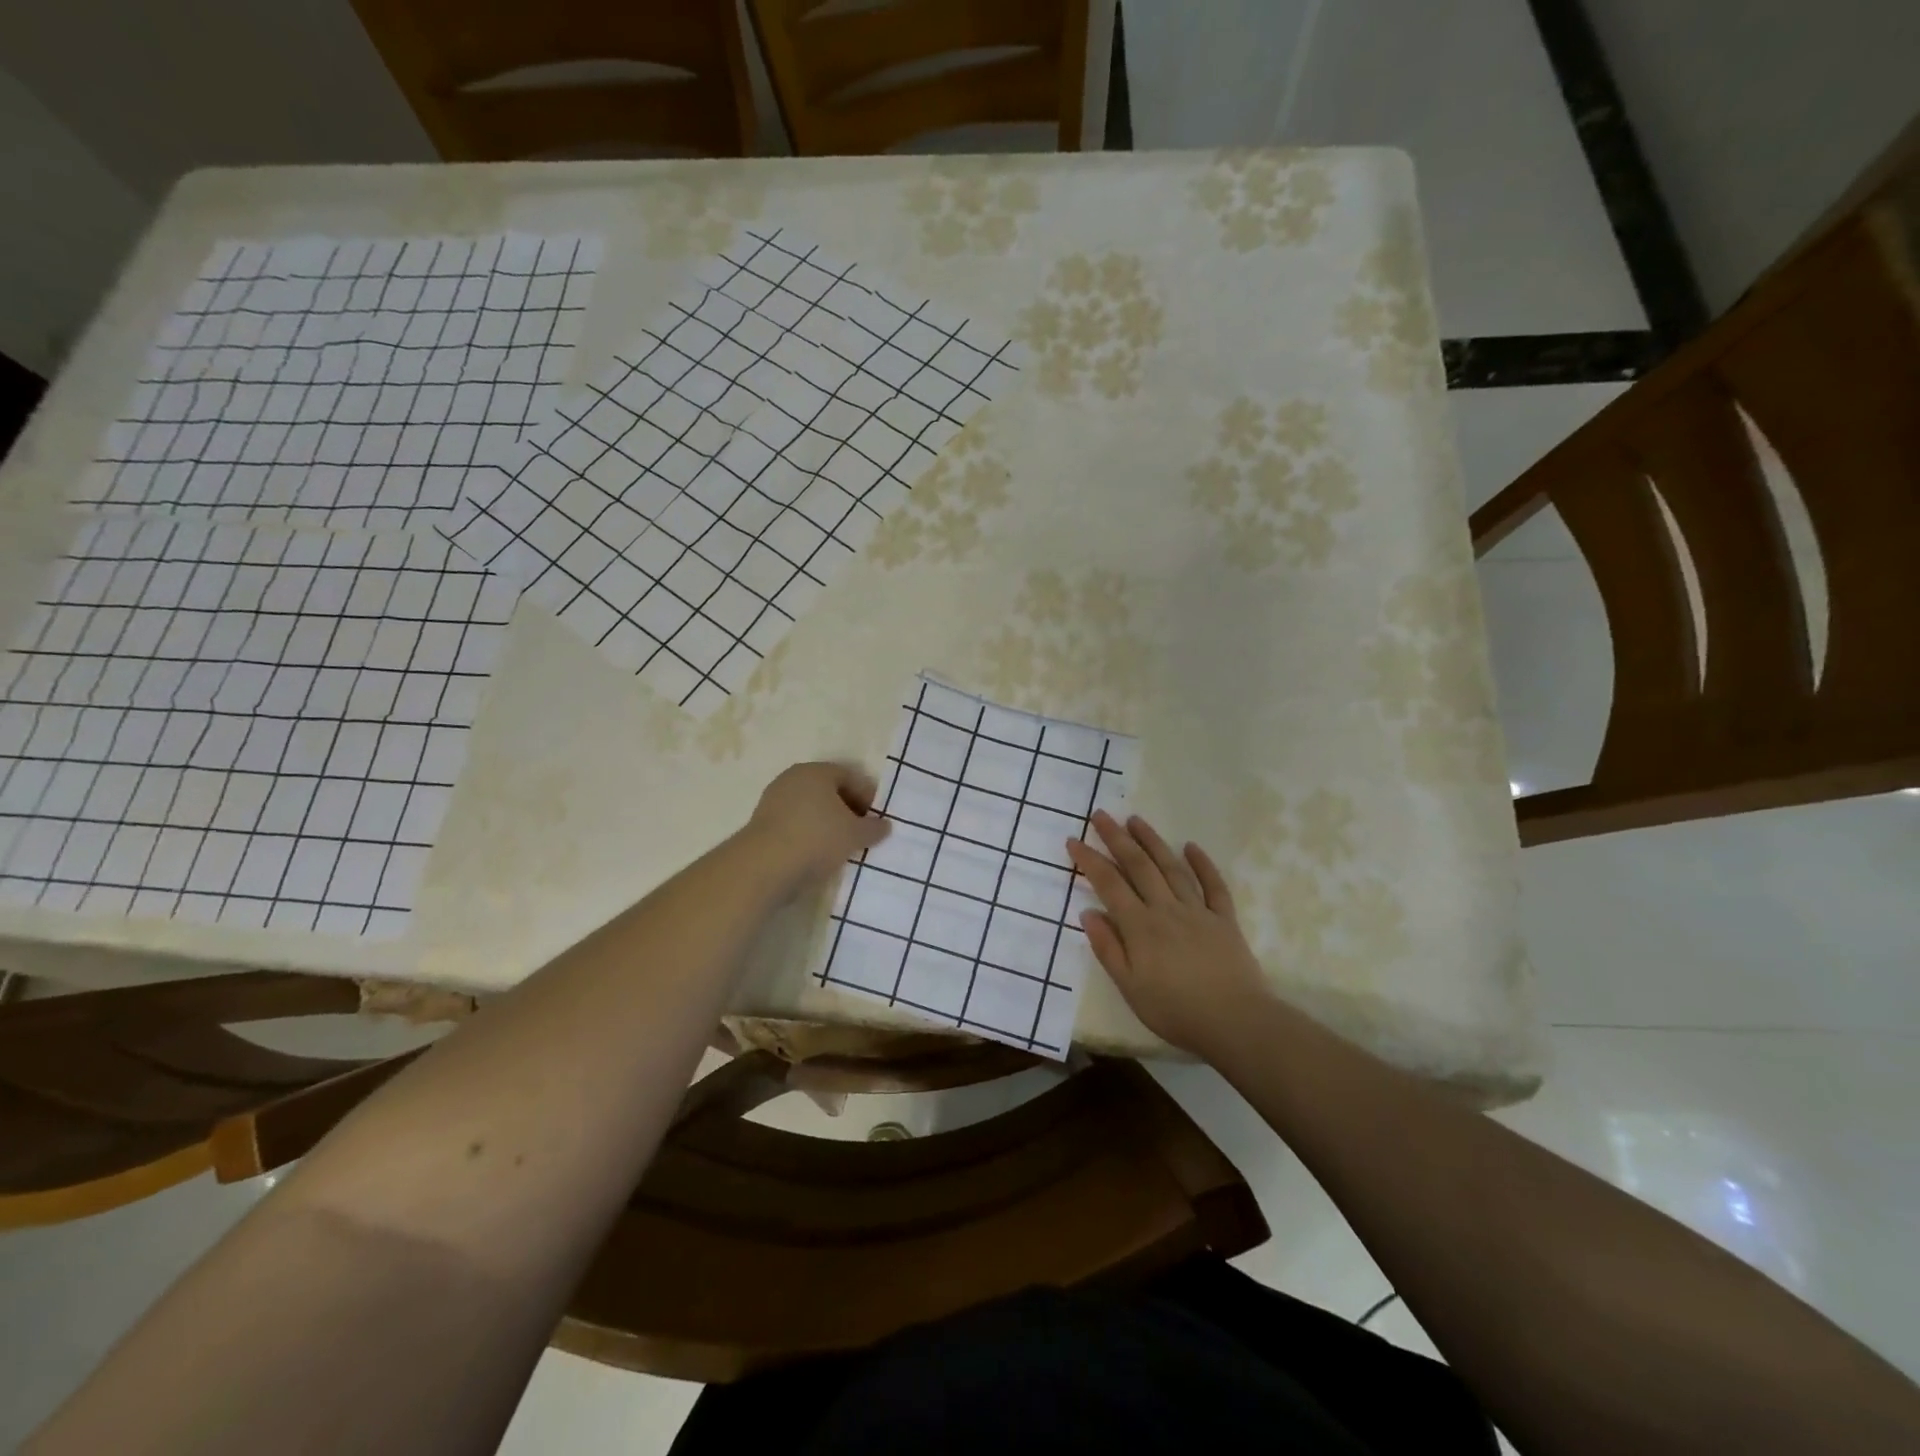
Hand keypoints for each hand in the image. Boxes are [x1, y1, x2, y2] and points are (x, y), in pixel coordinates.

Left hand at [746, 761, 890, 887]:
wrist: (763, 867)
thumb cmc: (816, 839)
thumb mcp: (855, 835)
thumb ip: (873, 828)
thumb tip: (885, 825)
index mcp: (816, 771)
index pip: (851, 776)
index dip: (869, 797)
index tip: (878, 820)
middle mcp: (793, 779)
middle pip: (829, 791)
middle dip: (849, 810)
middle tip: (863, 833)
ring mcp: (774, 801)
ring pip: (811, 809)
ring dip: (828, 825)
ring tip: (843, 847)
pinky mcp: (762, 825)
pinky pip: (795, 825)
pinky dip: (810, 835)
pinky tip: (818, 855)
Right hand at [1067, 810, 1270, 1055]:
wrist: (1235, 1022)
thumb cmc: (1175, 1010)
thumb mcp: (1130, 987)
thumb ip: (1108, 948)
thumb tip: (1088, 912)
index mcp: (1140, 926)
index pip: (1109, 885)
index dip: (1090, 861)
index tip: (1074, 840)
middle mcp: (1166, 909)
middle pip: (1139, 866)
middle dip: (1117, 838)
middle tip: (1101, 814)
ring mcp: (1198, 911)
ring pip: (1171, 868)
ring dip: (1153, 841)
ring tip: (1136, 820)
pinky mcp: (1224, 919)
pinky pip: (1213, 885)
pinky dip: (1202, 864)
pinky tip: (1191, 847)